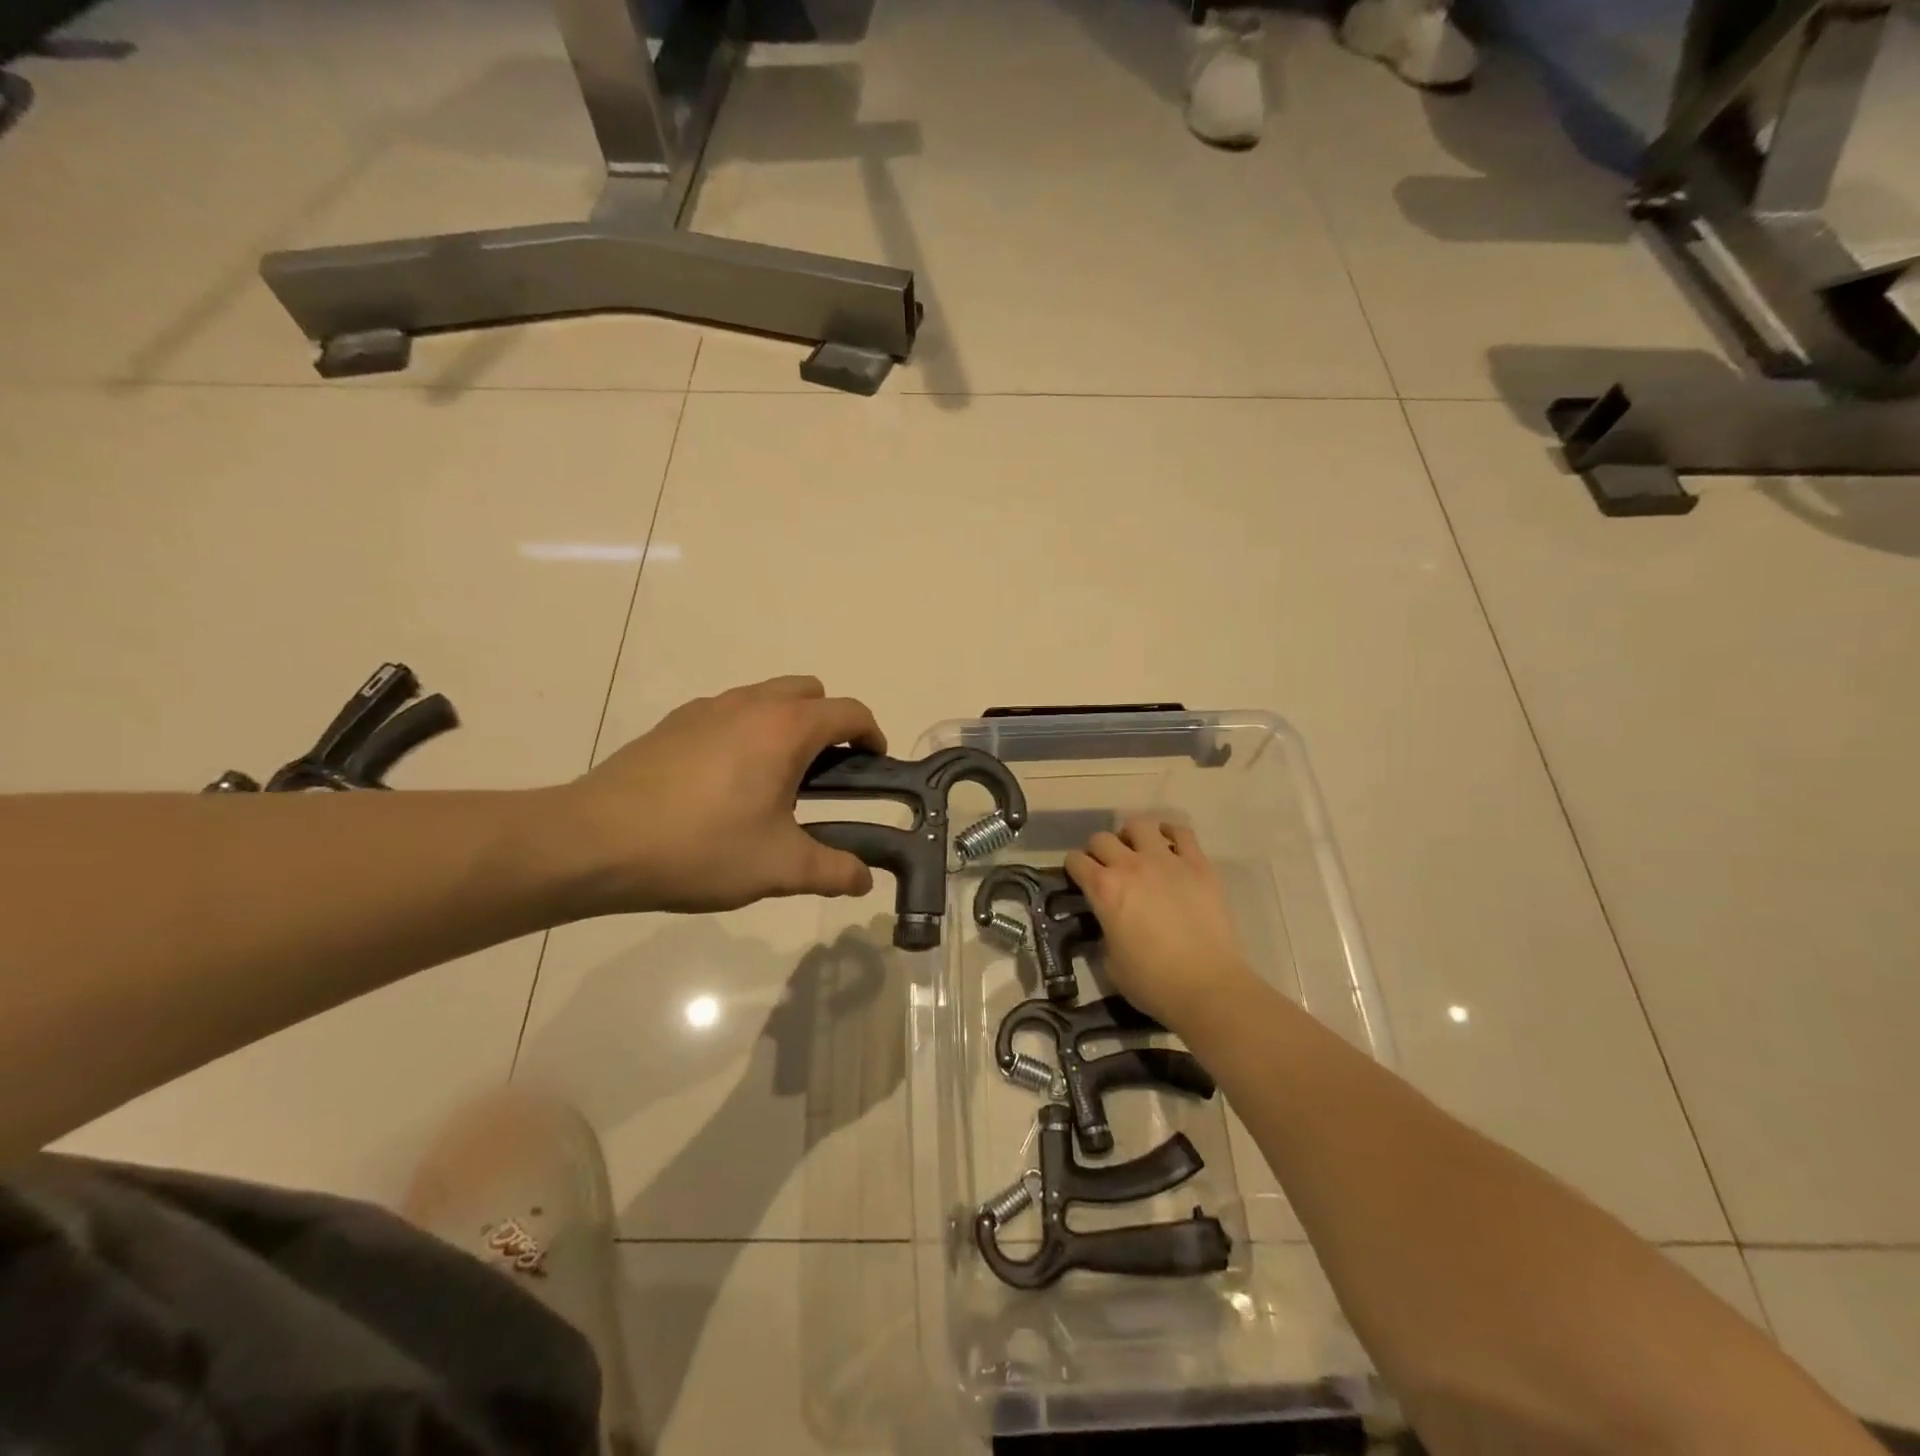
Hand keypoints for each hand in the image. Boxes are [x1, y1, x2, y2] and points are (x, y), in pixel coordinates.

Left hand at [560, 676, 885, 914]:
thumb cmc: (700, 848)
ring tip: (774, 781)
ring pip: (765, 697)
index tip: (875, 764)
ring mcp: (707, 708)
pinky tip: (724, 783)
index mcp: (786, 729)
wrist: (596, 841)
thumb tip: (864, 880)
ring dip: (786, 725)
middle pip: (809, 692)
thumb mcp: (778, 867)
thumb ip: (832, 871)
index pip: (849, 712)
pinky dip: (745, 731)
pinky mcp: (673, 723)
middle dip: (829, 723)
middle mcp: (750, 704)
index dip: (872, 735)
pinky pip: (728, 712)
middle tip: (826, 774)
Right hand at [1064, 816, 1257, 1032]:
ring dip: (1131, 836)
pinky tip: (1169, 845)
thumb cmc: (1152, 982)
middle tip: (1107, 868)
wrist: (1207, 986)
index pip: (1075, 861)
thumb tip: (1109, 922)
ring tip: (1137, 851)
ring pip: (1139, 825)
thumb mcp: (1110, 961)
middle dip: (1098, 851)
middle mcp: (1130, 865)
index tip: (1079, 879)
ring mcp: (1166, 860)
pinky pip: (1182, 833)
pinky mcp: (1198, 864)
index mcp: (1104, 889)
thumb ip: (1105, 931)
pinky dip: (1171, 833)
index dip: (1073, 869)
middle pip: (1102, 839)